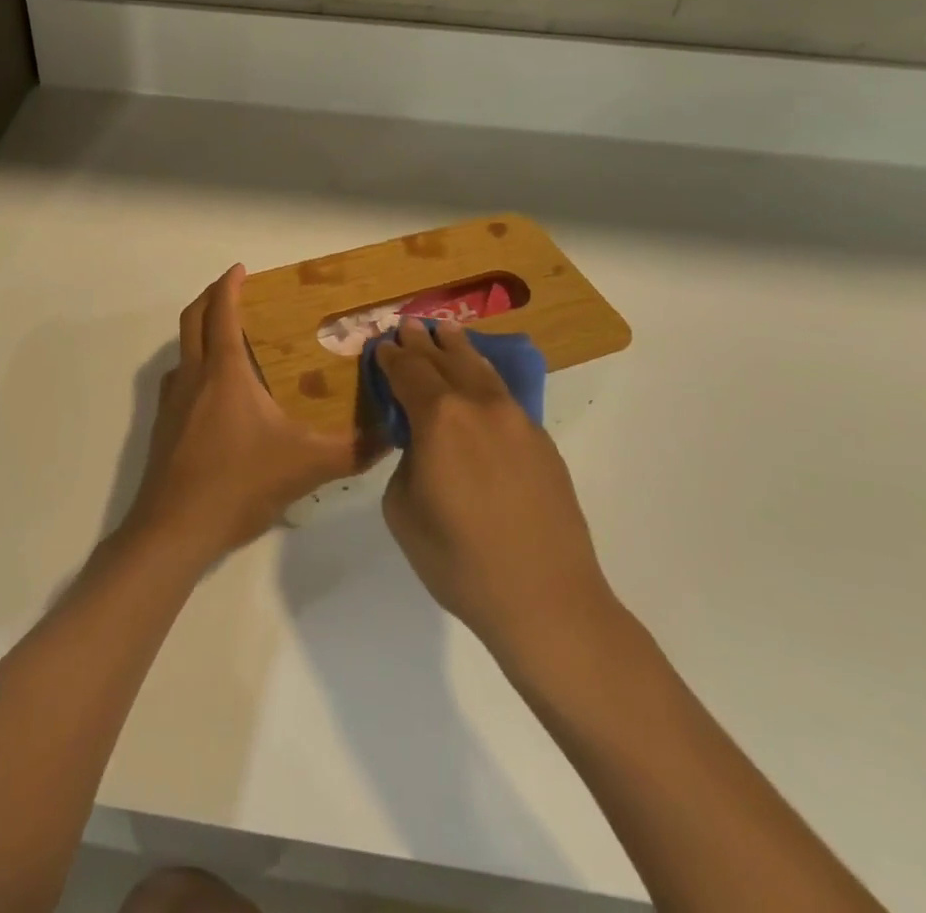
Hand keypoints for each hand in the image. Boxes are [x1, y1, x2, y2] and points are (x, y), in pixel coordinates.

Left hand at [125, 266, 359, 565]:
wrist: (174, 529)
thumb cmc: (238, 484)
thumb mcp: (305, 466)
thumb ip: (352, 450)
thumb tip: (391, 434)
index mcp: (225, 372)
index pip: (222, 312)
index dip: (230, 285)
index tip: (241, 269)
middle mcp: (193, 377)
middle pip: (192, 320)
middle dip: (210, 298)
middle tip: (233, 292)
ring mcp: (172, 402)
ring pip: (182, 351)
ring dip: (200, 334)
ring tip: (229, 343)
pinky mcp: (163, 428)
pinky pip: (179, 382)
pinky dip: (195, 370)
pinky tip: (217, 398)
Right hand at [378, 319, 622, 669]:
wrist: (545, 599)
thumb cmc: (459, 559)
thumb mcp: (402, 510)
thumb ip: (406, 462)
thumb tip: (423, 447)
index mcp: (438, 418)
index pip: (408, 372)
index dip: (391, 357)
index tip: (381, 344)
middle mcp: (478, 405)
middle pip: (445, 361)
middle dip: (423, 343)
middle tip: (410, 326)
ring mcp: (516, 420)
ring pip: (481, 370)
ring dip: (459, 349)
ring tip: (447, 332)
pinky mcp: (541, 442)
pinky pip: (504, 395)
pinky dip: (484, 376)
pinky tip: (480, 377)